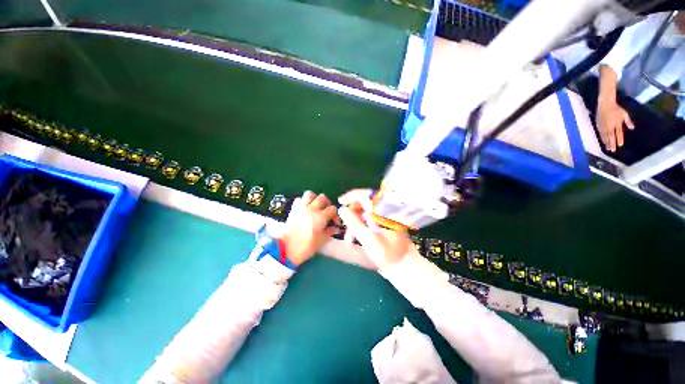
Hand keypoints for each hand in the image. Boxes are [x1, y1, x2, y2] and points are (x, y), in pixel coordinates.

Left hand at [281, 191, 338, 265]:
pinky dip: (304, 202)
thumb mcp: (321, 241)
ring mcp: (301, 208)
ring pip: (310, 194)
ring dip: (315, 199)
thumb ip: (330, 232)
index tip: (334, 223)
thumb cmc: (306, 247)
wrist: (286, 250)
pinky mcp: (293, 210)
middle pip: (323, 198)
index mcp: (320, 217)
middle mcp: (312, 209)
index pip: (333, 209)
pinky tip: (305, 210)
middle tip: (327, 212)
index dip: (335, 215)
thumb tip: (335, 228)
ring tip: (316, 207)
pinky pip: (299, 200)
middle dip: (327, 204)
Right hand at [338, 189, 412, 271]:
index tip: (340, 201)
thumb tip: (342, 209)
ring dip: (355, 223)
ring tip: (349, 240)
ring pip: (364, 213)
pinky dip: (360, 227)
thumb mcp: (368, 239)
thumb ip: (354, 223)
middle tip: (344, 227)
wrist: (403, 266)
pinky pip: (368, 219)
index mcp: (384, 212)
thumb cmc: (387, 254)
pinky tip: (355, 238)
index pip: (367, 195)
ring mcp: (385, 217)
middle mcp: (385, 211)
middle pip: (364, 204)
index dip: (352, 196)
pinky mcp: (383, 223)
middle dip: (352, 215)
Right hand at [596, 100, 633, 151]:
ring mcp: (603, 126)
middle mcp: (609, 126)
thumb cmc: (616, 108)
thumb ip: (628, 121)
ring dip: (606, 142)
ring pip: (605, 136)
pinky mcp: (599, 125)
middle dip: (611, 143)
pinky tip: (603, 141)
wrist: (605, 104)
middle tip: (612, 150)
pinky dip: (602, 138)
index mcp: (616, 123)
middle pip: (610, 136)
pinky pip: (601, 133)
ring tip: (608, 148)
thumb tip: (632, 128)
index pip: (618, 133)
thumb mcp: (624, 113)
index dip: (619, 139)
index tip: (620, 145)